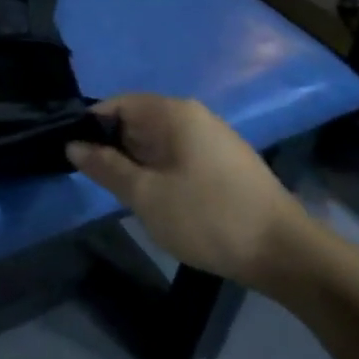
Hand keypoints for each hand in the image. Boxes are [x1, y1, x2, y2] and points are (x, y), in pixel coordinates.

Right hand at [66, 93, 311, 289]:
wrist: (286, 253)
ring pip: (158, 142)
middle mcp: (195, 117)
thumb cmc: (208, 217)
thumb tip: (73, 145)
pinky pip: (179, 157)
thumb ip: (106, 167)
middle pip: (138, 121)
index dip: (90, 126)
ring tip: (119, 192)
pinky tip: (155, 199)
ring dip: (135, 163)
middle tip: (91, 179)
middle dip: (112, 147)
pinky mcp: (225, 165)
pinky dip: (159, 171)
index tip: (72, 154)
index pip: (118, 104)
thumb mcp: (146, 195)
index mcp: (174, 113)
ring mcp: (214, 140)